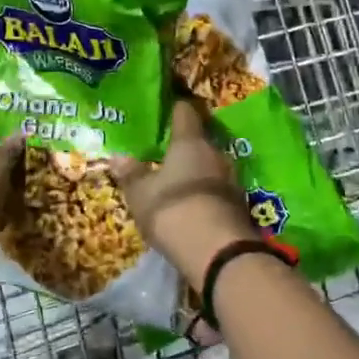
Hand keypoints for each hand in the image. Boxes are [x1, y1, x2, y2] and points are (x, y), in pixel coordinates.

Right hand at [114, 99, 253, 287]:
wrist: (218, 251)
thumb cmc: (173, 210)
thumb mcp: (141, 194)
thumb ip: (131, 174)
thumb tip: (118, 156)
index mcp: (190, 142)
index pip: (185, 113)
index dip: (176, 108)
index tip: (168, 107)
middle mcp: (215, 154)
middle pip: (200, 141)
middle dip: (186, 146)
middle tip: (167, 152)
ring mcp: (232, 180)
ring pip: (211, 167)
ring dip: (197, 172)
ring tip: (179, 180)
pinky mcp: (240, 206)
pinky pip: (218, 191)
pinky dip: (206, 194)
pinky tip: (194, 206)